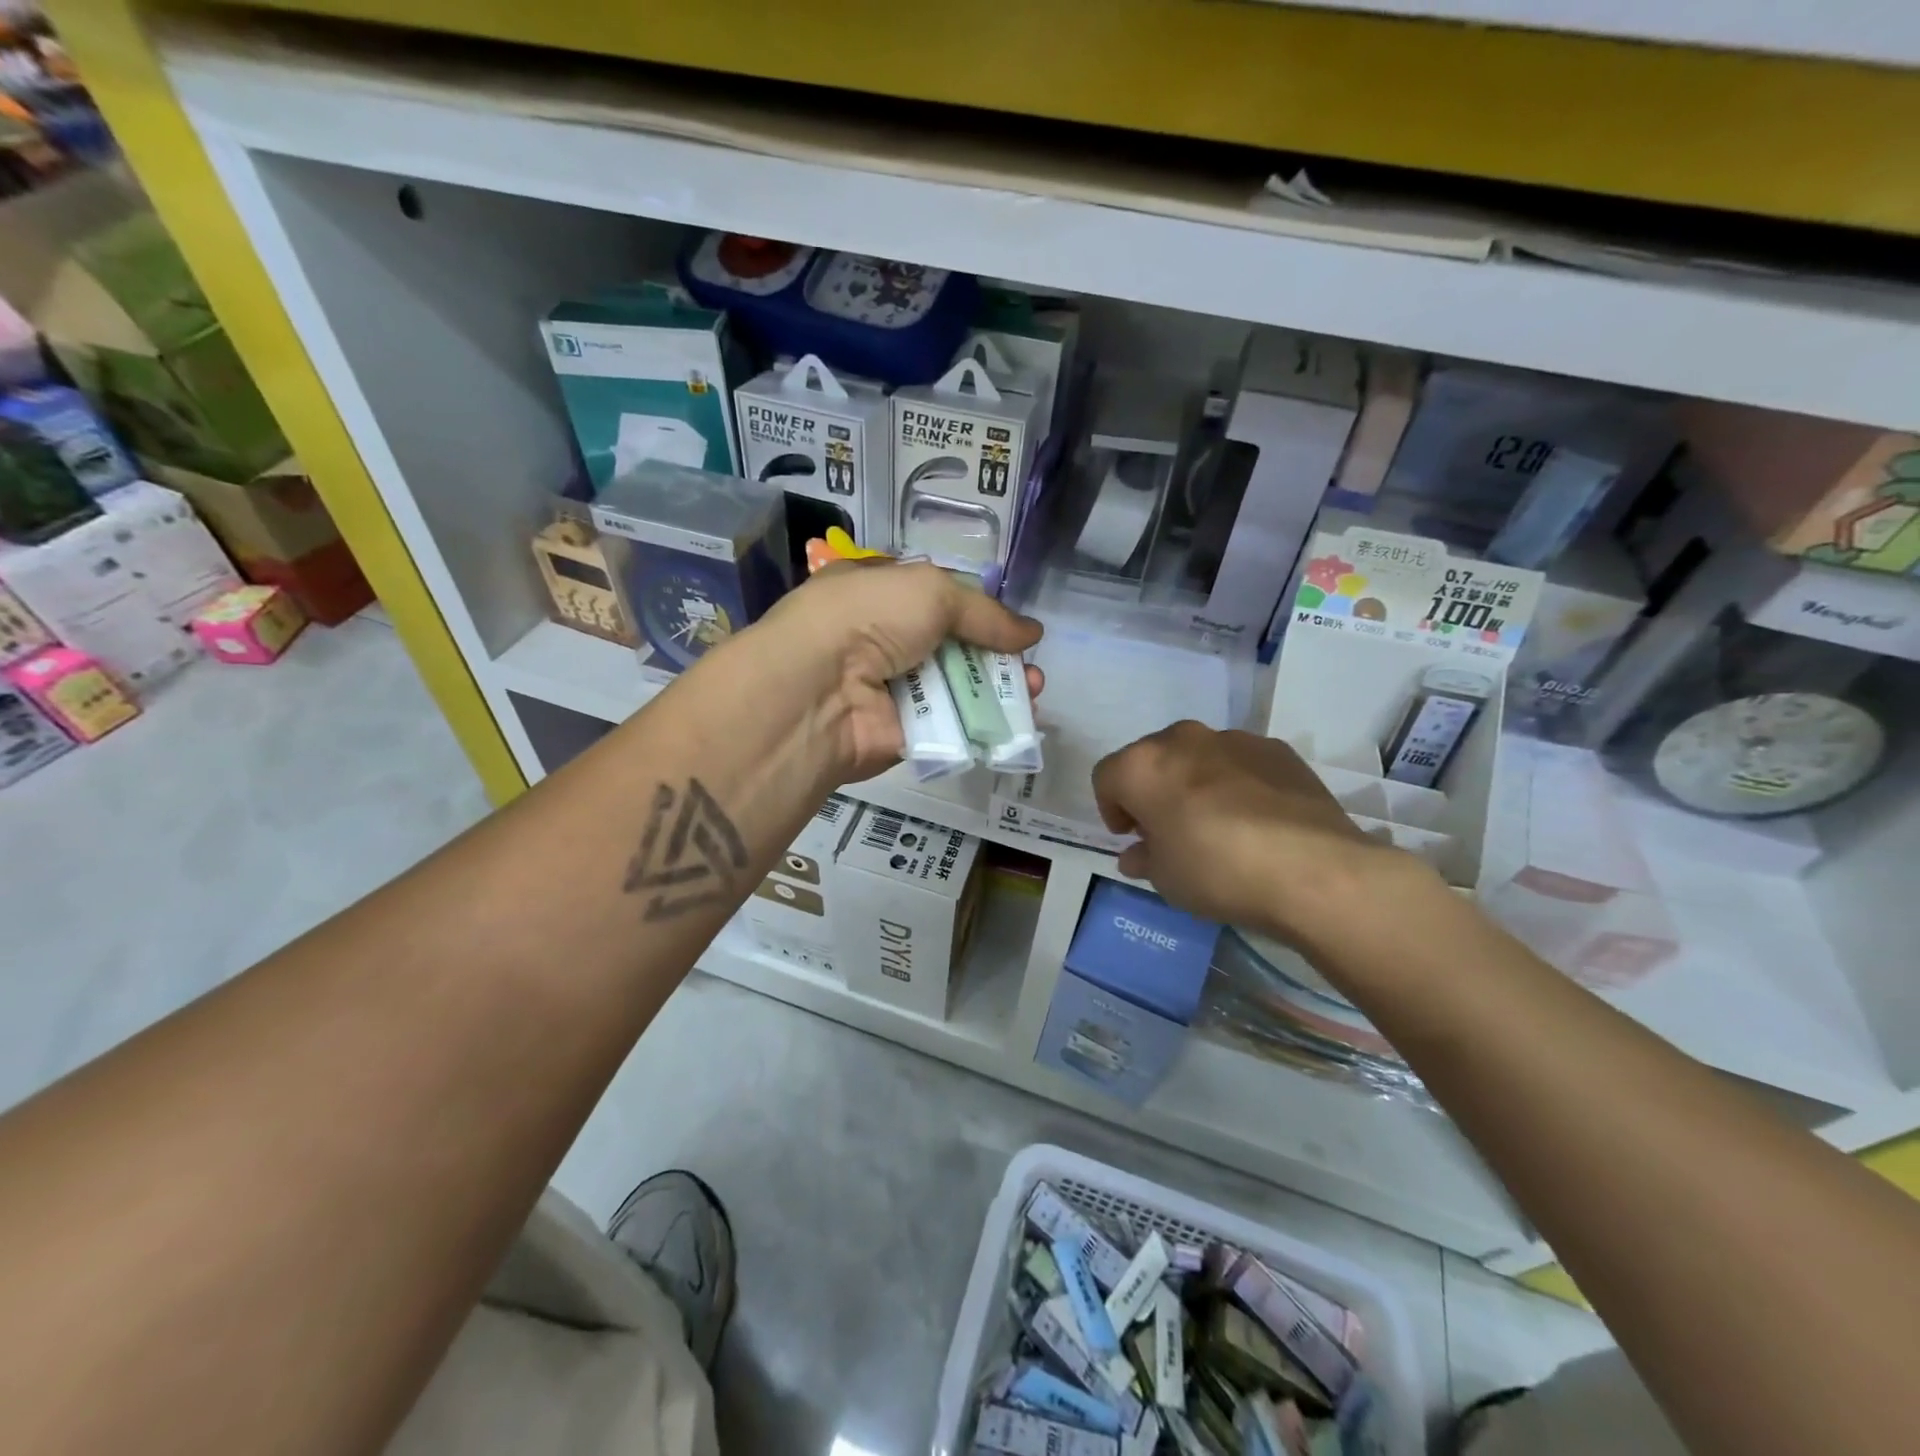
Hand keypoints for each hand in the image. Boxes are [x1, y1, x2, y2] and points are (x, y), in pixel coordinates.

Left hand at [749, 560, 1043, 780]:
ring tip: (1034, 692)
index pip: (934, 598)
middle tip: (1031, 667)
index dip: (975, 610)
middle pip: (952, 646)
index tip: (1010, 625)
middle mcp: (883, 639)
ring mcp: (892, 688)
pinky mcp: (904, 732)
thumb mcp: (931, 591)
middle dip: (996, 655)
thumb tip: (1032, 632)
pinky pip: (951, 726)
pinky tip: (1018, 723)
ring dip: (998, 690)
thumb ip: (985, 612)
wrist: (819, 690)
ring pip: (956, 688)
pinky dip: (984, 725)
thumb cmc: (869, 619)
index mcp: (878, 593)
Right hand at [1092, 721, 1424, 941]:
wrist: (1312, 869)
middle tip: (1167, 829)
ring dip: (1194, 783)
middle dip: (1153, 790)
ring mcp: (1234, 739)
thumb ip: (1144, 858)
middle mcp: (1183, 739)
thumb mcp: (1165, 878)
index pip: (1107, 777)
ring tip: (1215, 824)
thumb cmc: (1216, 871)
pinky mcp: (1278, 750)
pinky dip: (1236, 783)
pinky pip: (1240, 763)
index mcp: (1143, 765)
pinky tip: (1255, 820)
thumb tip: (1137, 854)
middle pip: (1152, 759)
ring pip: (1198, 757)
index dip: (1112, 808)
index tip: (1130, 837)